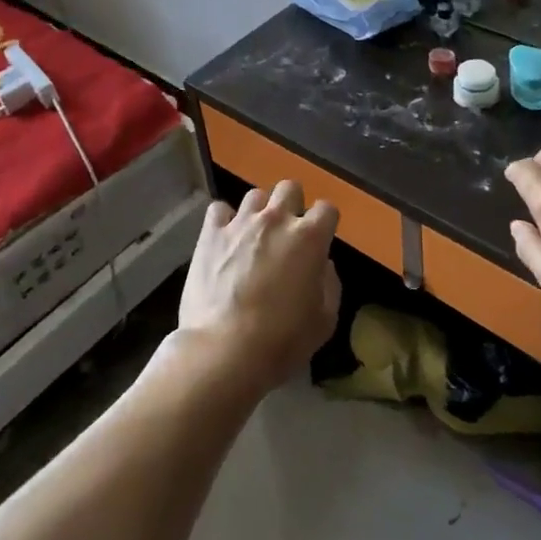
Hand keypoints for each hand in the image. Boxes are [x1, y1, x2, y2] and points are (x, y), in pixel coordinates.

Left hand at [178, 180, 340, 395]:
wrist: (224, 351)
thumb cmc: (281, 341)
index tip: (320, 239)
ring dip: (259, 212)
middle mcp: (276, 220)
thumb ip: (330, 285)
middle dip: (292, 204)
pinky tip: (224, 239)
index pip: (327, 209)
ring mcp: (241, 223)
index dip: (325, 223)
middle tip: (287, 232)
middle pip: (290, 188)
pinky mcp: (210, 234)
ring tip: (254, 235)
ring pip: (255, 195)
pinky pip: (219, 210)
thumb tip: (323, 266)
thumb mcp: (324, 322)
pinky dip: (224, 220)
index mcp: (310, 238)